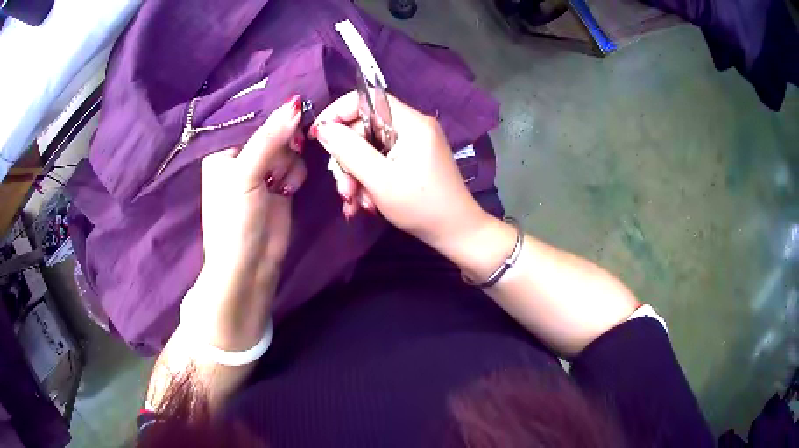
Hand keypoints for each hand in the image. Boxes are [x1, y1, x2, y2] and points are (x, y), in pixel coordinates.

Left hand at [184, 94, 306, 350]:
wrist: (250, 265)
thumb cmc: (234, 219)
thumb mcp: (245, 175)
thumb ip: (269, 138)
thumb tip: (295, 103)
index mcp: (223, 150)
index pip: (253, 120)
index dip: (272, 121)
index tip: (289, 121)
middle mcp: (242, 157)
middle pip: (275, 132)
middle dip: (281, 148)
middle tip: (273, 169)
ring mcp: (262, 171)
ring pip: (289, 148)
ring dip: (289, 165)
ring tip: (277, 186)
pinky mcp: (280, 184)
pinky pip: (296, 164)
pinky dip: (295, 175)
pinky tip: (286, 191)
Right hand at [310, 91, 491, 259]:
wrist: (456, 232)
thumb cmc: (421, 207)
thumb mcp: (380, 180)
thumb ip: (349, 150)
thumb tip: (323, 127)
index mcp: (411, 123)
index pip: (367, 98)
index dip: (339, 112)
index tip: (320, 135)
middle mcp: (413, 127)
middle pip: (365, 127)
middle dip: (348, 159)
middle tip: (344, 190)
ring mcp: (414, 143)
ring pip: (370, 147)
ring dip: (356, 175)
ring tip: (355, 203)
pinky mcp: (413, 159)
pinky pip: (381, 160)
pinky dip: (369, 179)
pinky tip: (365, 203)